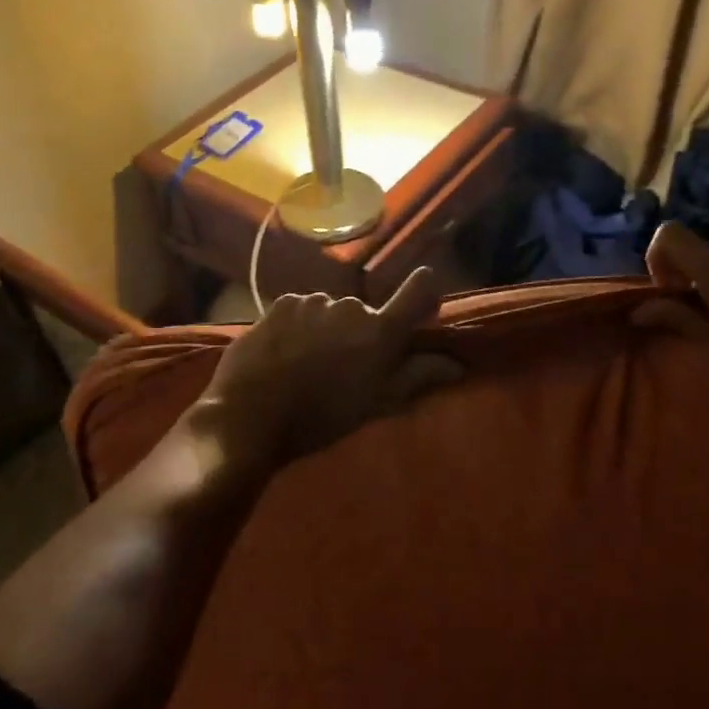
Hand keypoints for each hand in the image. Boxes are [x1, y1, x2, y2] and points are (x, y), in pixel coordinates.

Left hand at [188, 267, 459, 475]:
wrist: (249, 415)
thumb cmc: (321, 416)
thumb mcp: (376, 404)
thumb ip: (418, 377)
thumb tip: (458, 363)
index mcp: (380, 331)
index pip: (417, 292)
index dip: (425, 294)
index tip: (423, 306)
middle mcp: (350, 306)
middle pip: (366, 313)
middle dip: (360, 334)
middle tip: (344, 369)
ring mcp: (312, 302)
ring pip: (331, 313)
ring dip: (328, 331)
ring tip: (308, 366)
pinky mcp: (280, 305)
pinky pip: (301, 311)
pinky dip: (300, 327)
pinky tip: (285, 356)